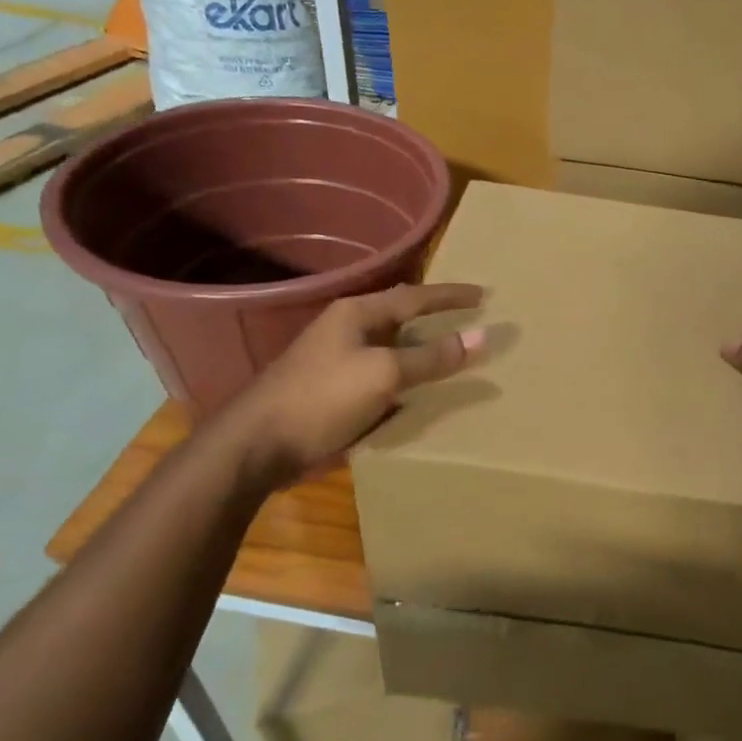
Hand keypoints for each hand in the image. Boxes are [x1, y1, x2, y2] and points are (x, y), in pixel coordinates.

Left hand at [226, 282, 484, 486]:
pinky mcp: (333, 388)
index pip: (414, 296)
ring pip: (391, 346)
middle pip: (401, 317)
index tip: (484, 295)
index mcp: (356, 313)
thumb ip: (432, 357)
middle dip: (435, 318)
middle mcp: (346, 329)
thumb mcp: (384, 374)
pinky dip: (405, 376)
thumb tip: (481, 336)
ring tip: (452, 353)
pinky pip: (381, 373)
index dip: (450, 295)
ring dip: (421, 349)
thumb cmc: (322, 398)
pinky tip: (418, 389)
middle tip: (469, 321)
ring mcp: (337, 359)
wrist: (257, 444)